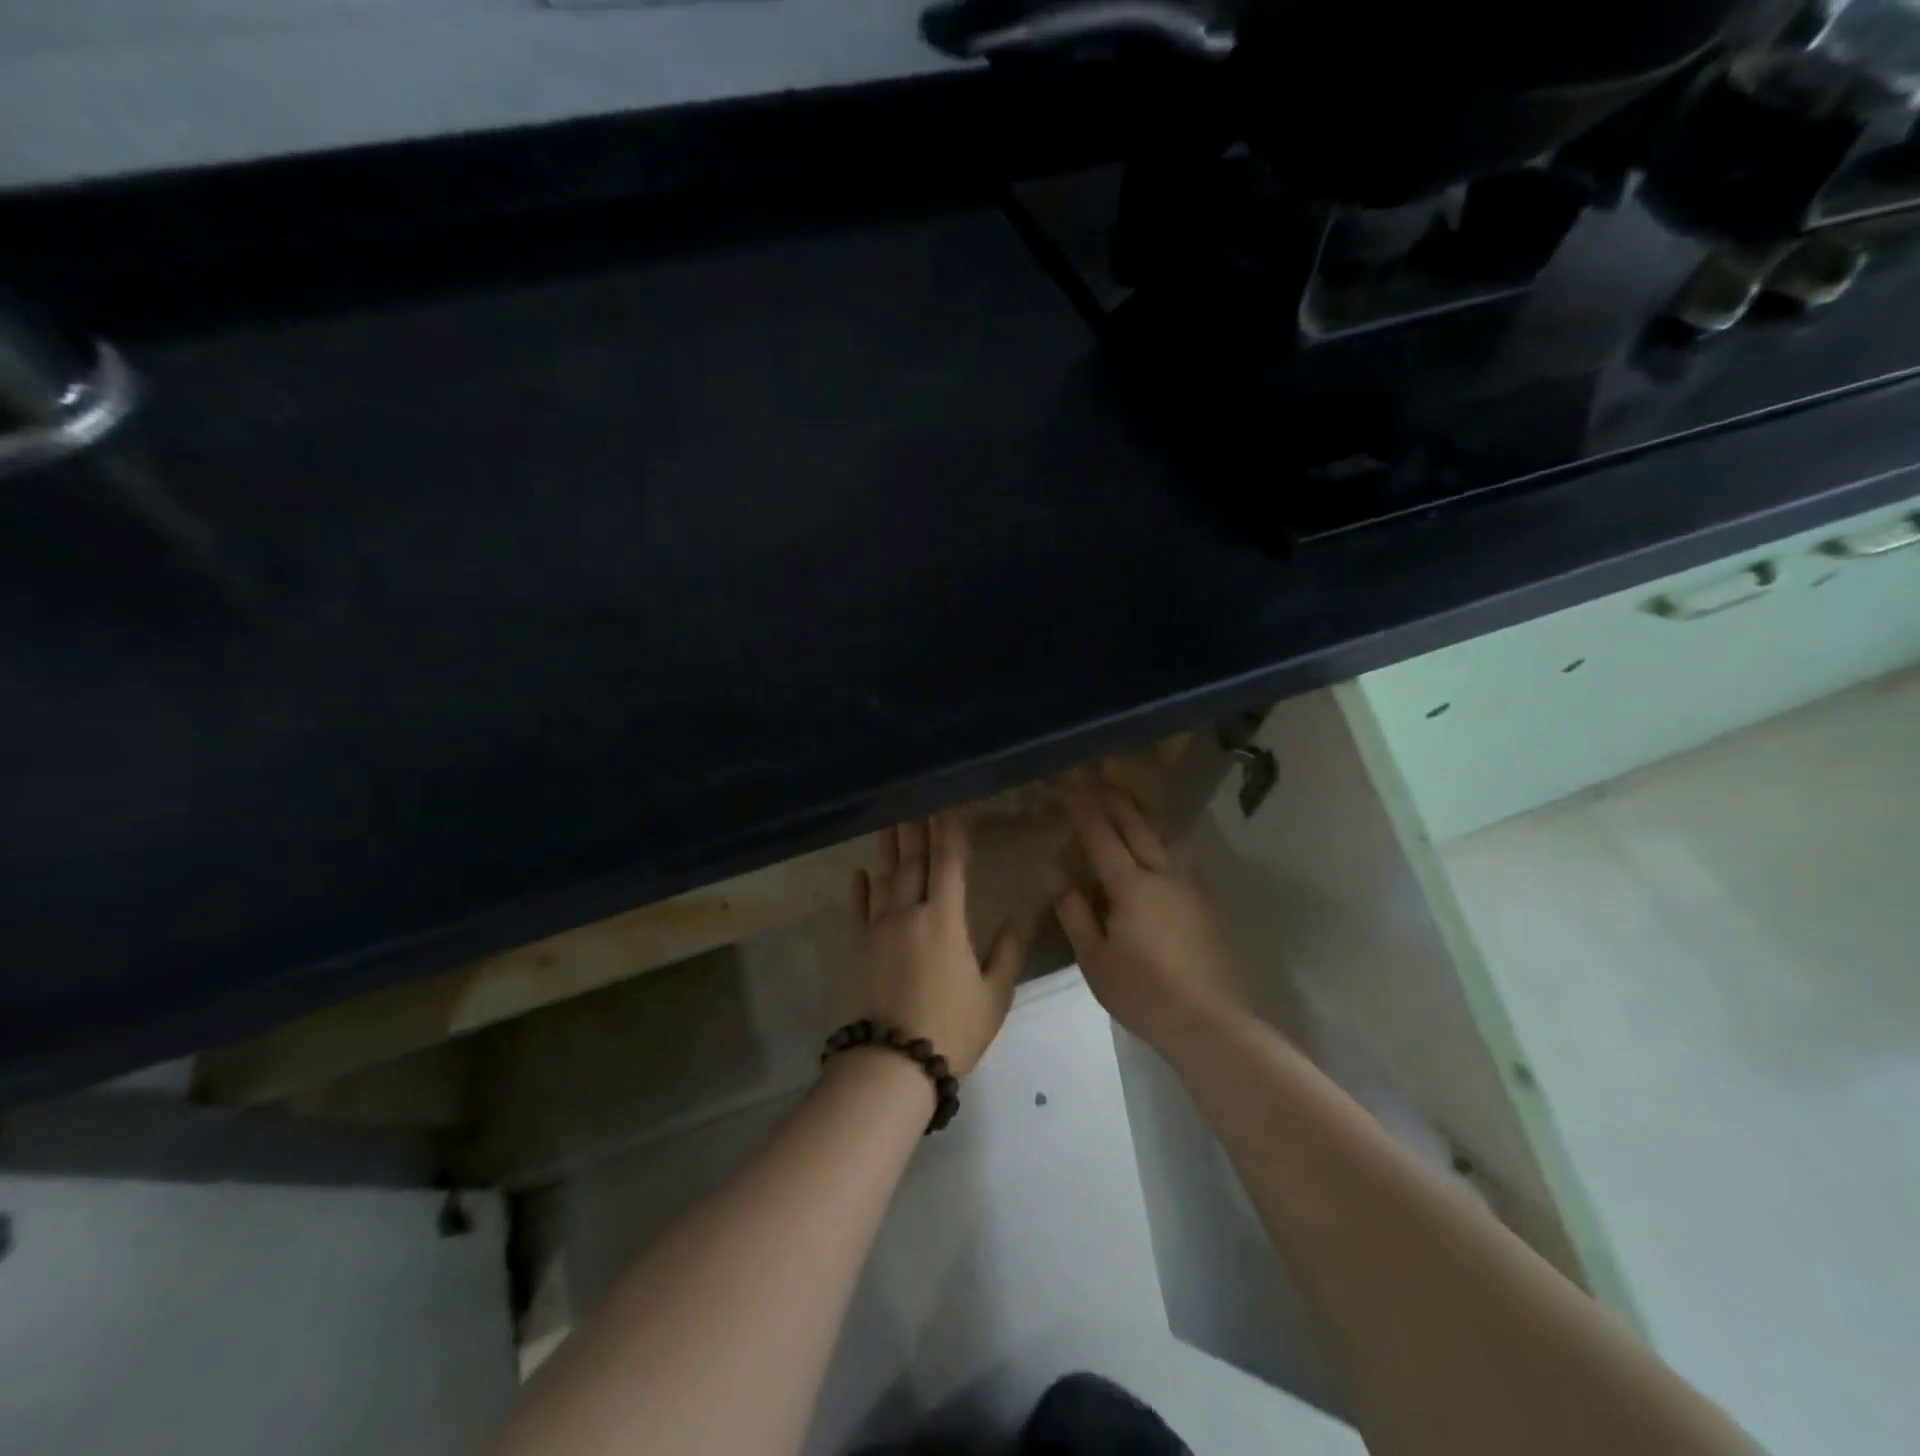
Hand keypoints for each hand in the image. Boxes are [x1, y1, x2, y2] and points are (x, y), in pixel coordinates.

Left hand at [850, 814, 1026, 1075]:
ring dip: (888, 848)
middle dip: (917, 829)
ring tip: (890, 821)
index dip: (949, 831)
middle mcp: (909, 912)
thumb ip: (1007, 952)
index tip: (947, 805)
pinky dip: (860, 889)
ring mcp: (878, 928)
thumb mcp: (994, 995)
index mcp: (945, 919)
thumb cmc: (951, 1028)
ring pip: (885, 878)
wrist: (892, 1063)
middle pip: (913, 861)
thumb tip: (1016, 917)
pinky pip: (858, 910)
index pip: (948, 863)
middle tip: (915, 800)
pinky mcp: (858, 947)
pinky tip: (860, 872)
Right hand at [1055, 780, 1249, 1050]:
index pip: (1104, 838)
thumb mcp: (1096, 962)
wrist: (1211, 1021)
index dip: (1088, 810)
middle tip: (1101, 775)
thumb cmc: (1144, 994)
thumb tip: (1061, 881)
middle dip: (1117, 799)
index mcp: (1131, 887)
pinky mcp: (1205, 903)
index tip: (1075, 786)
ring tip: (1130, 797)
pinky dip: (1162, 837)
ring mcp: (1189, 887)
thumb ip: (1077, 917)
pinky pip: (1179, 855)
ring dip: (1144, 813)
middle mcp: (1162, 875)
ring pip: (1164, 837)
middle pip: (1138, 827)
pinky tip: (1159, 842)